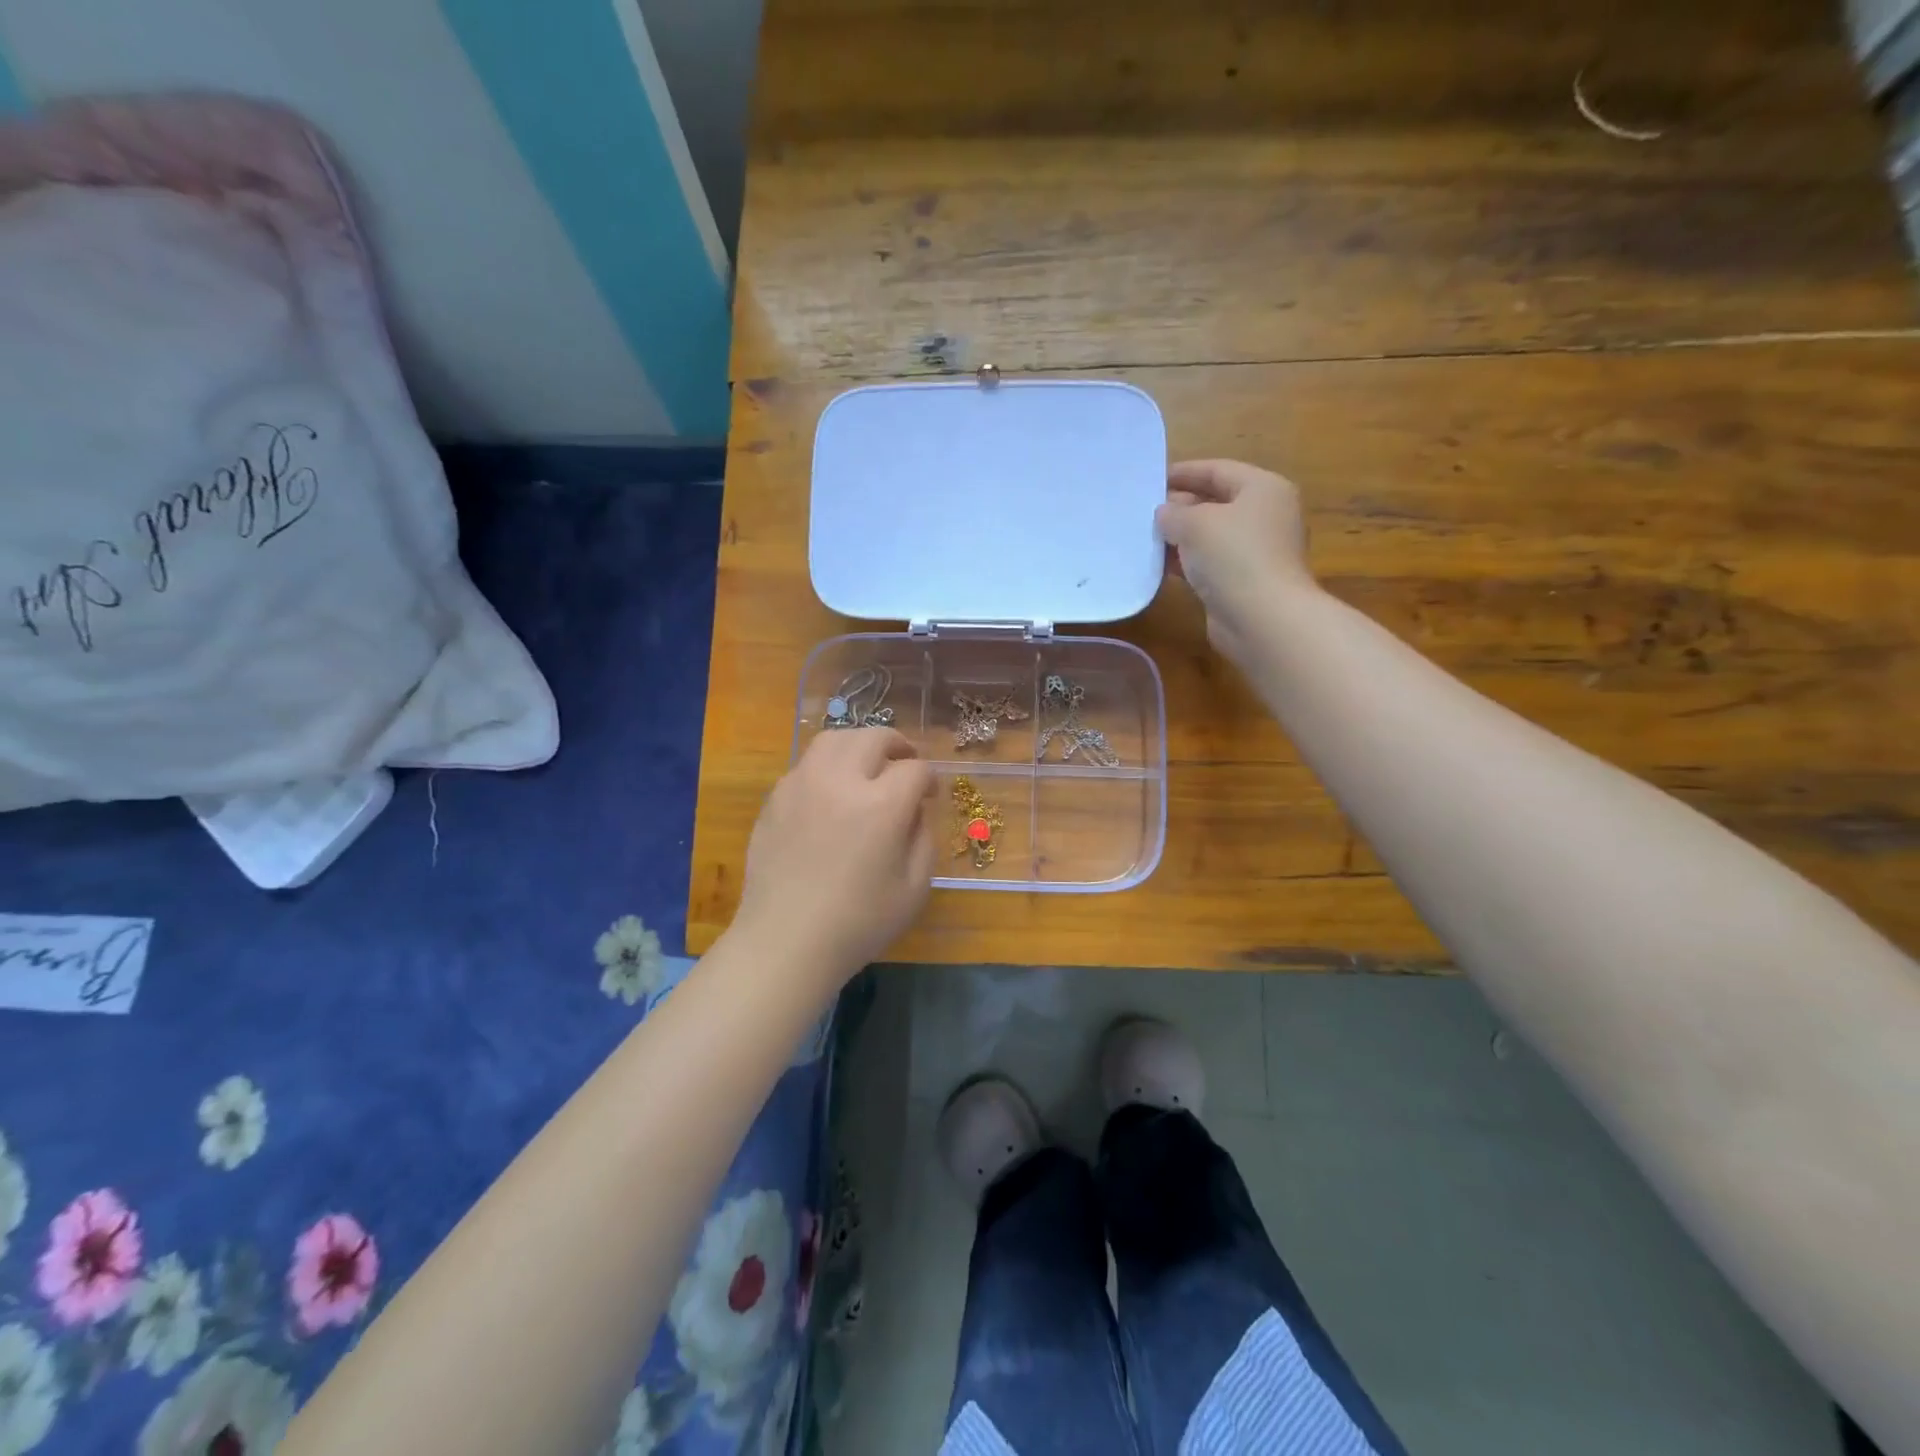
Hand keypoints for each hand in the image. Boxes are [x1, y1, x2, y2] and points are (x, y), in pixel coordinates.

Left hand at [734, 727, 936, 979]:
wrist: (786, 942)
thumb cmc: (859, 923)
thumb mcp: (915, 888)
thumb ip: (923, 837)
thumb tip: (916, 808)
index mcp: (881, 805)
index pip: (915, 770)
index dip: (929, 779)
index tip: (930, 795)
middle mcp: (840, 781)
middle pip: (873, 737)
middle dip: (898, 746)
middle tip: (905, 764)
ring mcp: (802, 785)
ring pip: (834, 740)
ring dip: (859, 745)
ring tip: (867, 765)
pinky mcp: (775, 798)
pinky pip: (806, 765)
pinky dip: (827, 766)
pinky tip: (831, 793)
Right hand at [1156, 459, 1315, 667]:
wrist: (1263, 619)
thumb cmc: (1234, 556)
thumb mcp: (1195, 524)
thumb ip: (1173, 513)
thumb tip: (1164, 514)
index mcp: (1263, 489)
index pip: (1217, 470)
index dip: (1183, 472)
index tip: (1150, 479)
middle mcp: (1264, 516)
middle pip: (1215, 502)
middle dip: (1178, 507)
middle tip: (1141, 511)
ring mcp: (1255, 552)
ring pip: (1209, 536)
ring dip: (1178, 538)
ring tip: (1143, 538)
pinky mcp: (1243, 582)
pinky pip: (1208, 564)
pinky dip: (1185, 563)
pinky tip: (1158, 567)